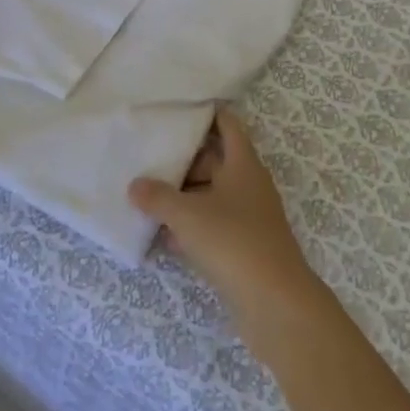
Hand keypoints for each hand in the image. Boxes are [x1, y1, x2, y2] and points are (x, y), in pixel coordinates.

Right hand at [129, 108, 325, 337]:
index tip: (178, 107)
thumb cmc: (233, 242)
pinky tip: (161, 235)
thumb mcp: (188, 215)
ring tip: (146, 192)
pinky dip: (189, 228)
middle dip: (184, 159)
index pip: (227, 126)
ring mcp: (247, 219)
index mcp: (243, 165)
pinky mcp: (241, 248)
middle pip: (215, 161)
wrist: (274, 303)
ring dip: (183, 196)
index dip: (207, 114)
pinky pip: (210, 227)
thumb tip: (135, 185)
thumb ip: (158, 197)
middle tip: (149, 153)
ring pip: (210, 196)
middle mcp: (248, 186)